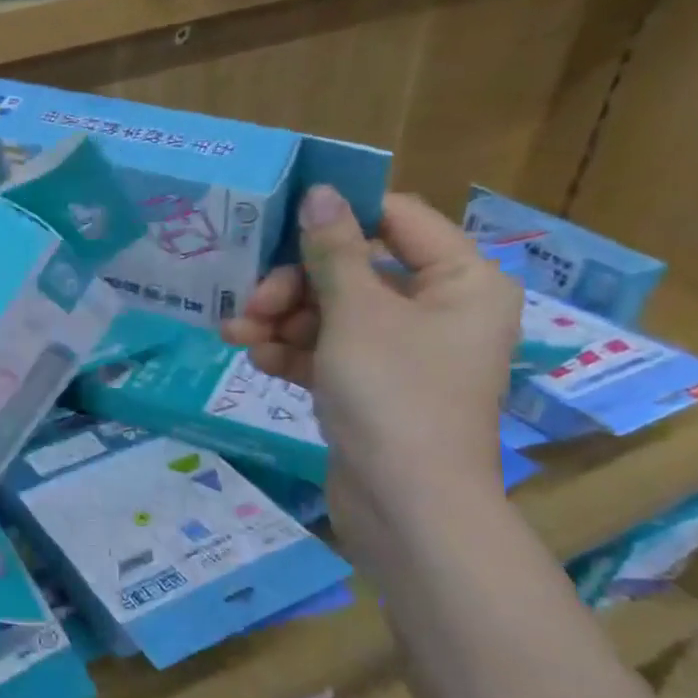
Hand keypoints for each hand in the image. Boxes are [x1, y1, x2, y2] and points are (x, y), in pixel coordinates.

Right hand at [222, 188, 519, 546]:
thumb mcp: (356, 315)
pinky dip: (293, 352)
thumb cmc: (393, 395)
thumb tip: (319, 191)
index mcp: (460, 281)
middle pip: (354, 270)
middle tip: (252, 303)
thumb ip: (334, 251)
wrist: (405, 505)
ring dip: (282, 320)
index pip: (397, 220)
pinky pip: (328, 352)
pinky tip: (258, 361)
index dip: (338, 216)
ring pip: (332, 313)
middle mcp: (437, 309)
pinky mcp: (371, 386)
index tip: (279, 222)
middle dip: (294, 285)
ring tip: (237, 337)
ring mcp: (402, 351)